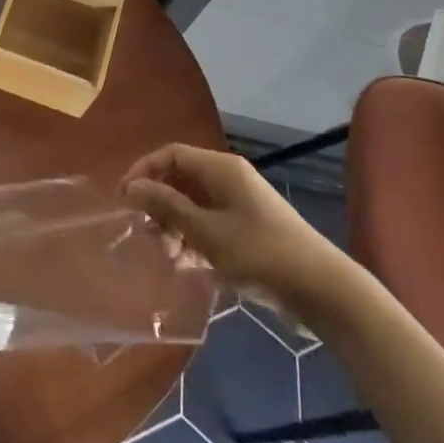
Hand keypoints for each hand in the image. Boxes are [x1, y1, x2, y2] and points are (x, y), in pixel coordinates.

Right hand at [122, 145, 348, 306]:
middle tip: (146, 235)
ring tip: (168, 256)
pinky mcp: (247, 228)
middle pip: (181, 179)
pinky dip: (194, 239)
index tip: (123, 199)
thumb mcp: (206, 231)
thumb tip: (132, 186)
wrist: (320, 287)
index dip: (144, 171)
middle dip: (159, 204)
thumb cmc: (259, 252)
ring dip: (175, 226)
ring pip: (193, 204)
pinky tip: (187, 265)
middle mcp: (229, 178)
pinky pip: (209, 224)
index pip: (172, 154)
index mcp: (221, 169)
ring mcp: (240, 204)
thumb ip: (167, 206)